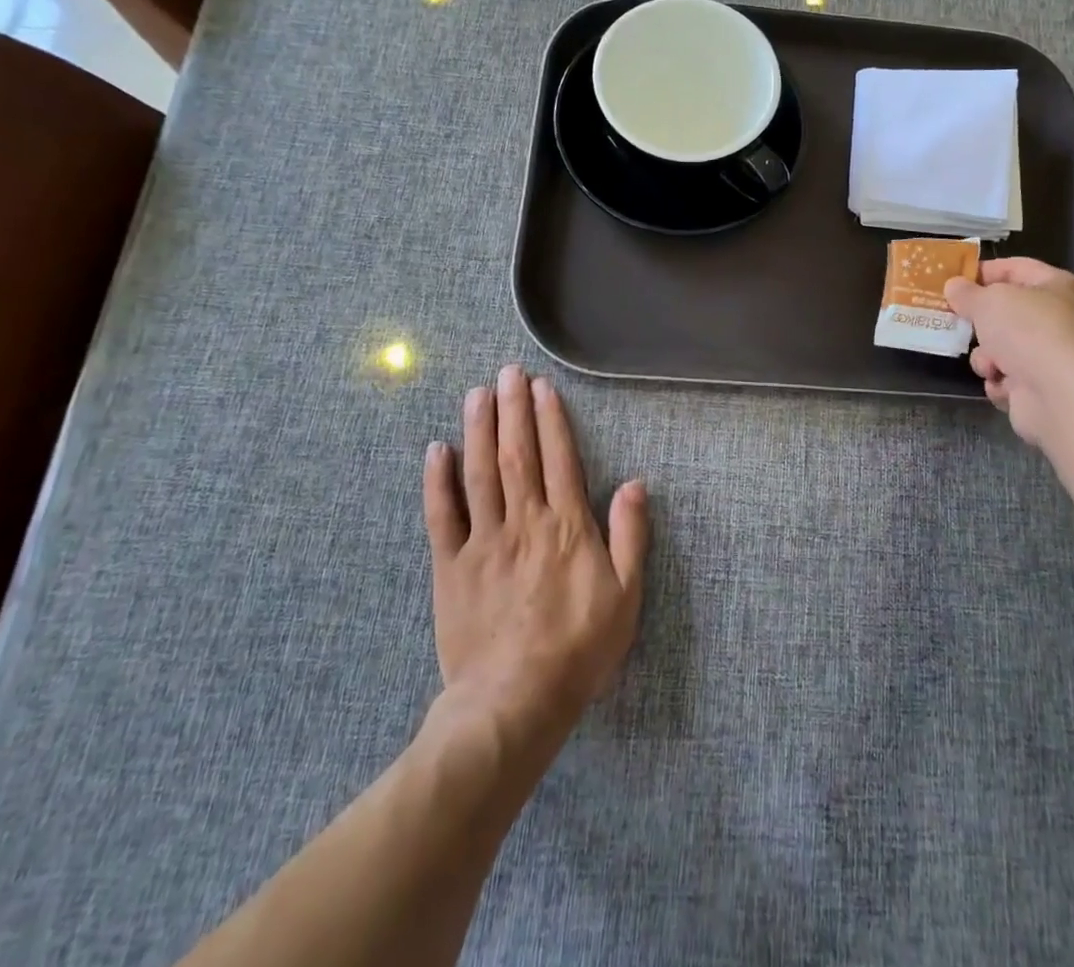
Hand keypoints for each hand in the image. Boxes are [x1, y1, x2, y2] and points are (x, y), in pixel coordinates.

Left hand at [423, 365, 649, 740]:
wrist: (514, 701)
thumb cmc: (579, 648)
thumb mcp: (626, 595)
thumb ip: (631, 536)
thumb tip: (636, 483)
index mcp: (567, 525)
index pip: (559, 457)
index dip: (550, 418)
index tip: (542, 387)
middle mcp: (524, 521)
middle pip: (517, 453)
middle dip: (512, 409)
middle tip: (507, 372)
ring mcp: (483, 541)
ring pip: (479, 472)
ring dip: (478, 429)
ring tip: (477, 394)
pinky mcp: (451, 566)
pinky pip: (441, 515)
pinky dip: (438, 480)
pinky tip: (437, 450)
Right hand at [944, 257, 1073, 453]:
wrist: (1062, 396)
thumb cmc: (1029, 332)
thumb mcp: (989, 301)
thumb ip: (967, 293)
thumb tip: (954, 286)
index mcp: (1058, 286)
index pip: (1016, 268)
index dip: (984, 271)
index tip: (953, 280)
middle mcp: (1060, 319)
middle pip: (1008, 312)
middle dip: (981, 321)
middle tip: (955, 322)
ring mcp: (1052, 356)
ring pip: (1003, 348)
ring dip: (987, 357)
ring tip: (989, 364)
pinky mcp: (1043, 389)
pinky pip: (1008, 378)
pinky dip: (1000, 382)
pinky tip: (1002, 385)